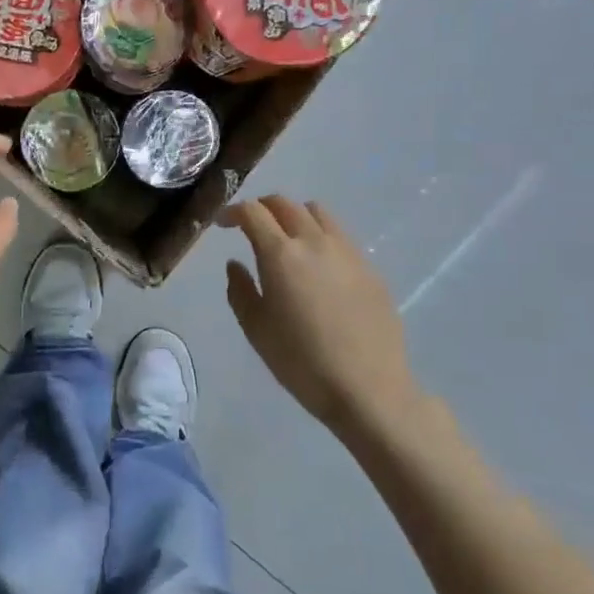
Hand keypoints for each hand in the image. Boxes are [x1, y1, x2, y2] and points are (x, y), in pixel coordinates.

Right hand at [221, 196, 421, 439]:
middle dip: (263, 207)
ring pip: (317, 213)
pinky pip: (340, 236)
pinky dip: (321, 236)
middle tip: (251, 226)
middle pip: (285, 204)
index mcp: (281, 254)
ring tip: (288, 240)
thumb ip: (240, 290)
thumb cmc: (302, 363)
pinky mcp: (370, 268)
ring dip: (295, 216)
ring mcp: (347, 252)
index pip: (253, 212)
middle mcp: (314, 241)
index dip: (233, 211)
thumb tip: (236, 264)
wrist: (369, 389)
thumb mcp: (256, 330)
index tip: (223, 224)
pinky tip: (319, 267)